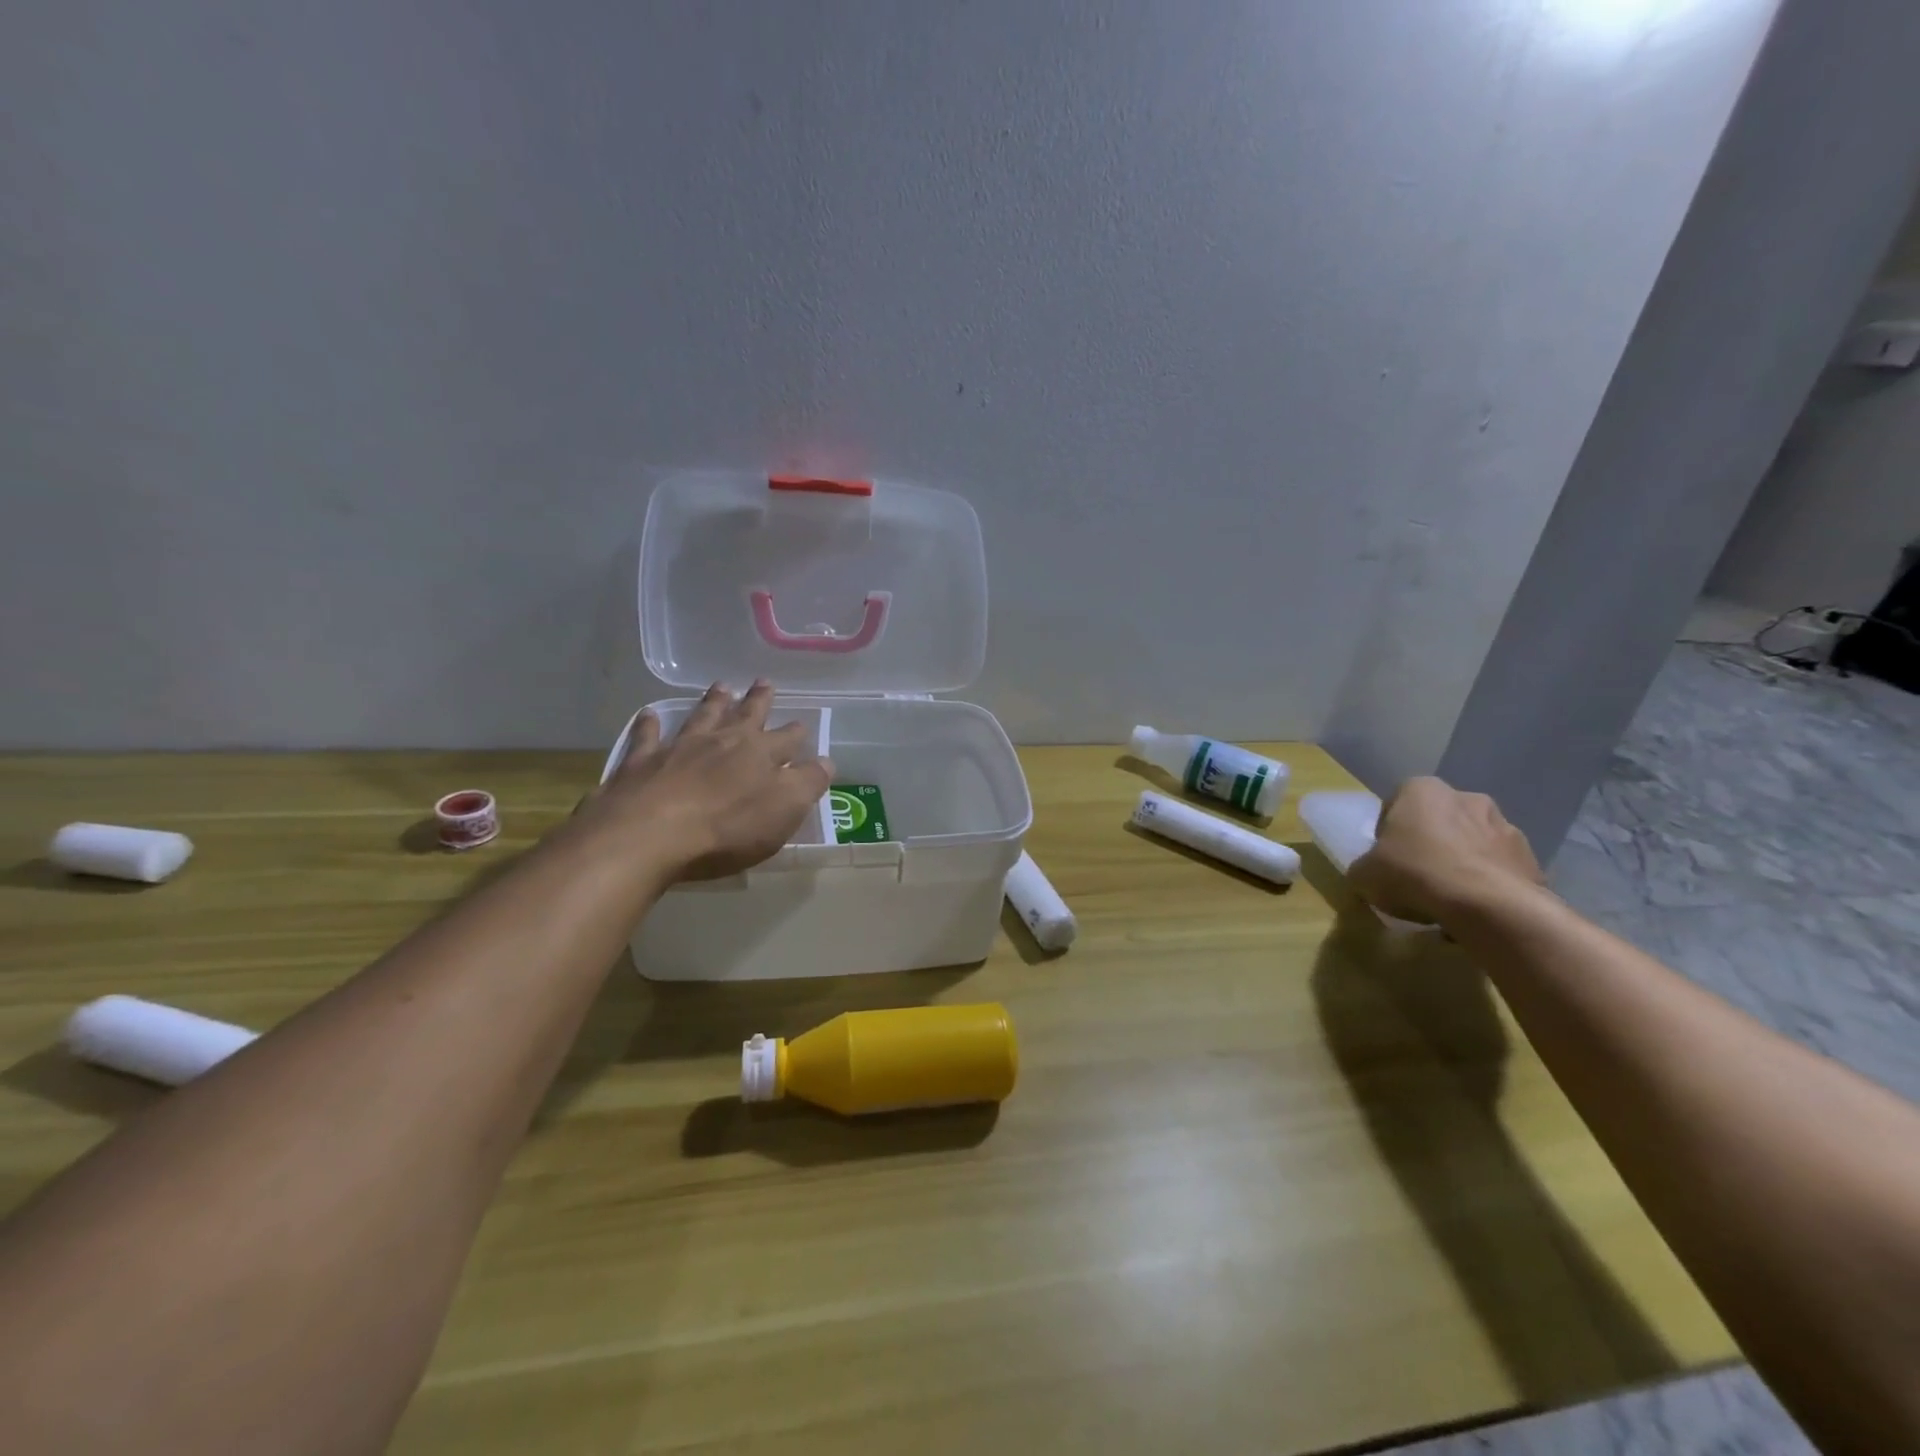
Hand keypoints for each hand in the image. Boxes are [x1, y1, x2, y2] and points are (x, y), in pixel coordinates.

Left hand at [581, 681, 833, 881]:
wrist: (649, 834)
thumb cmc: (727, 828)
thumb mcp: (784, 810)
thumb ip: (808, 783)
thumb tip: (826, 761)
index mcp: (760, 754)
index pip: (786, 739)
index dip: (796, 733)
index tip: (802, 724)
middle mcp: (722, 742)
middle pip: (745, 716)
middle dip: (758, 700)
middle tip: (764, 682)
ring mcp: (679, 748)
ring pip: (701, 717)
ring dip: (713, 702)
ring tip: (721, 686)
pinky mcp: (641, 762)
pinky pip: (647, 736)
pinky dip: (650, 724)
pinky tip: (649, 715)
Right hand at [1347, 777, 1548, 924]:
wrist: (1489, 906)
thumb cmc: (1415, 874)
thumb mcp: (1364, 875)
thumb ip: (1364, 868)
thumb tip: (1370, 874)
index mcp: (1422, 790)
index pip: (1396, 804)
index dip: (1388, 833)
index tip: (1385, 859)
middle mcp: (1466, 797)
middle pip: (1438, 821)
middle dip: (1429, 843)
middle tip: (1415, 876)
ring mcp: (1505, 826)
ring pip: (1471, 843)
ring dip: (1461, 862)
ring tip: (1447, 899)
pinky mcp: (1531, 858)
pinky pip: (1498, 868)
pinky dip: (1487, 883)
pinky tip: (1474, 909)